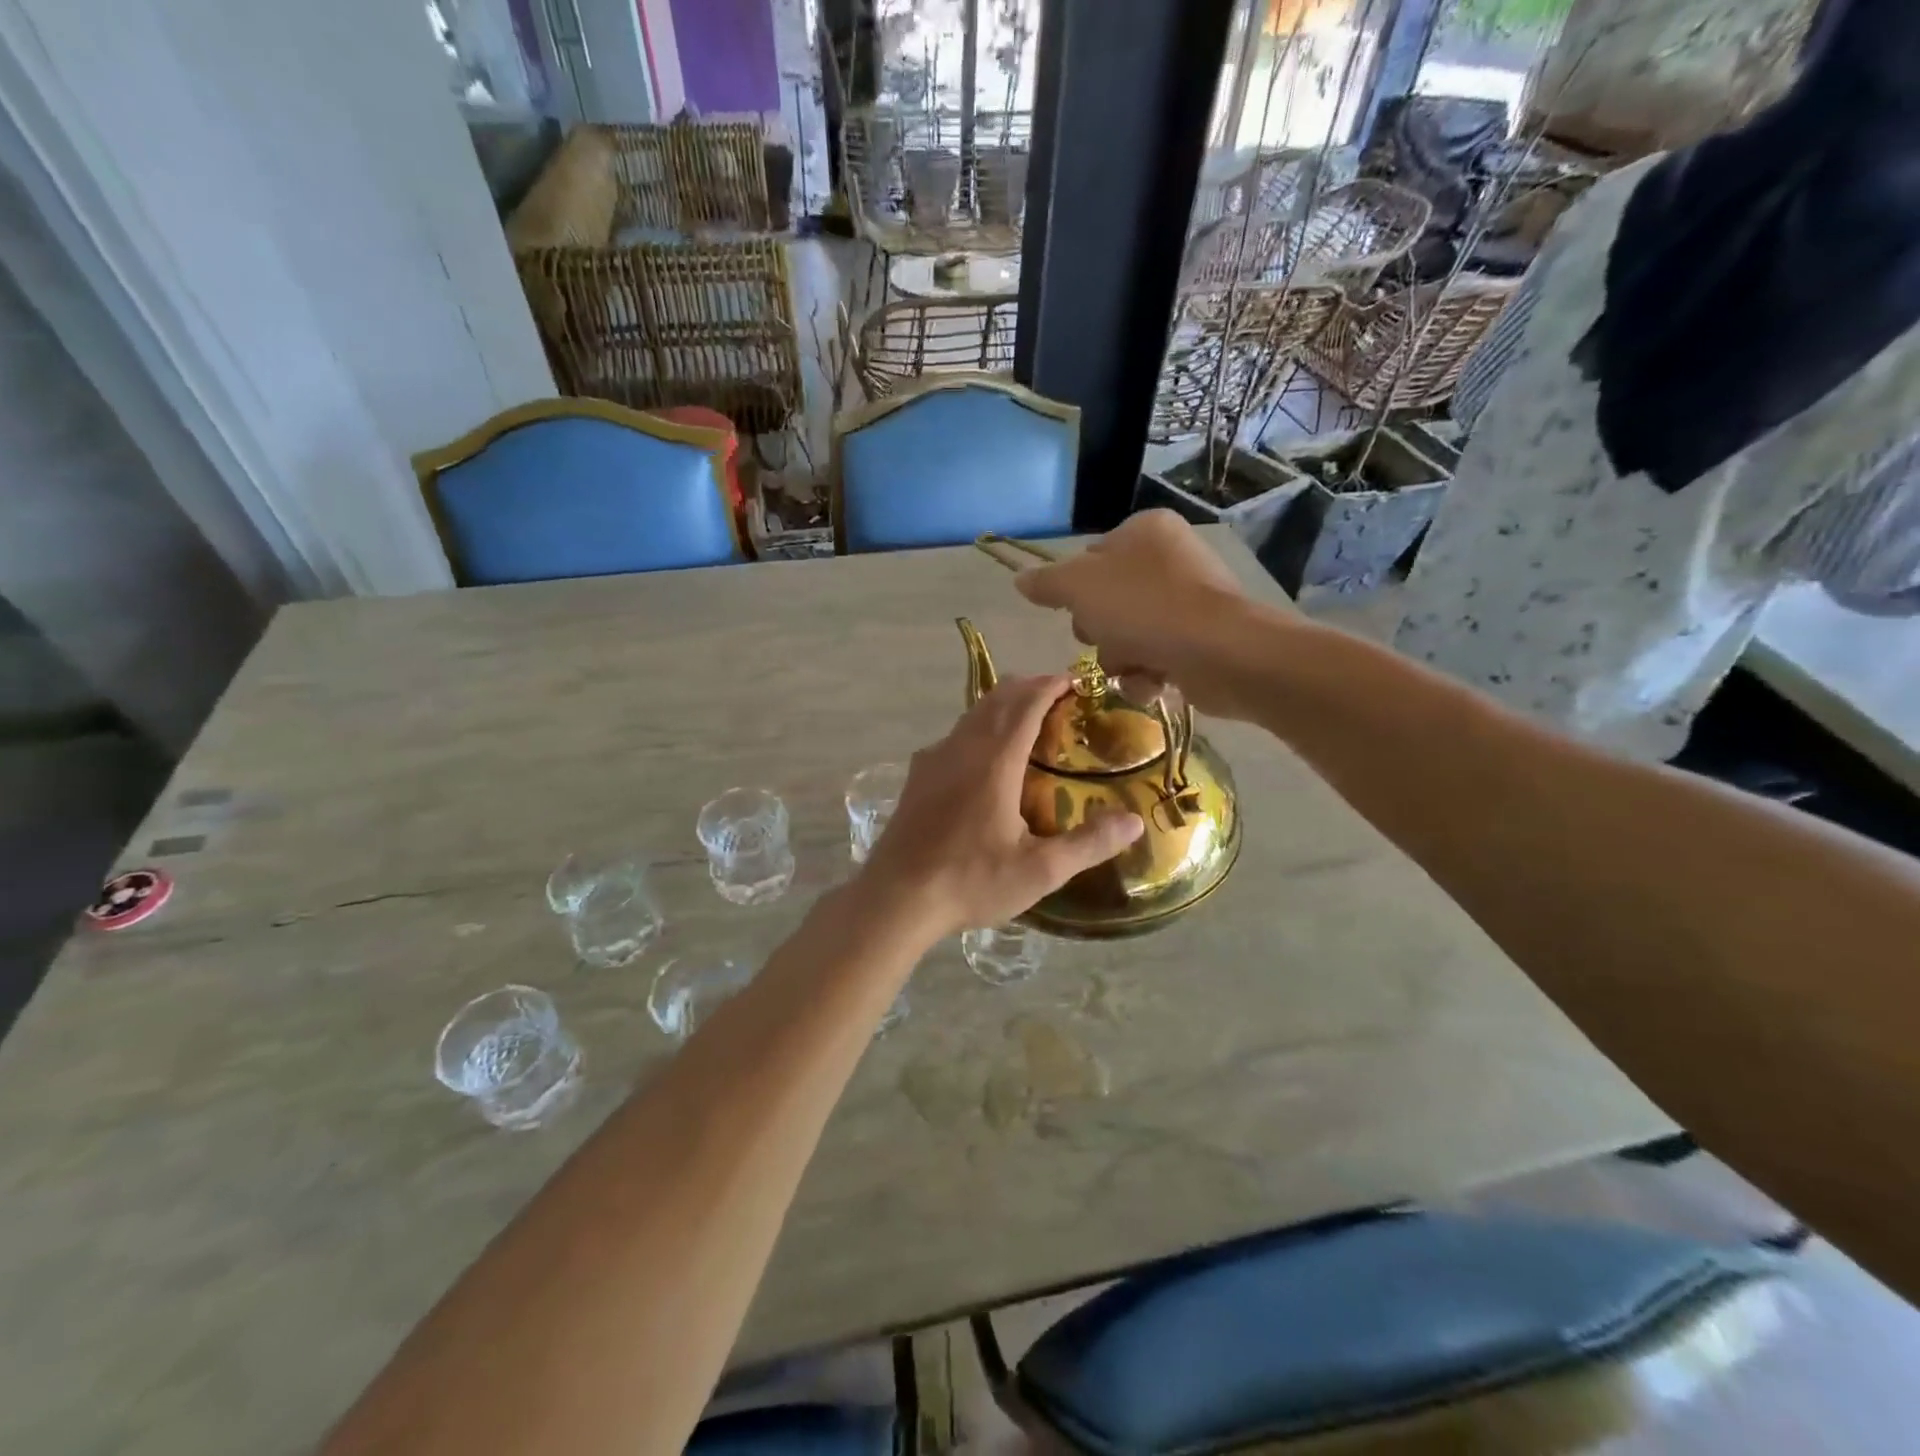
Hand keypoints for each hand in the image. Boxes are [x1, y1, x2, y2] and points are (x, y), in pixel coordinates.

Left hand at [859, 675, 1144, 941]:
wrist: (896, 898)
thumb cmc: (971, 882)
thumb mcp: (1039, 871)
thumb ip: (1088, 844)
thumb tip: (1134, 821)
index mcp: (994, 761)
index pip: (1026, 704)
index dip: (1051, 685)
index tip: (1074, 680)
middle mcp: (962, 748)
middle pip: (996, 699)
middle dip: (1027, 688)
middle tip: (1056, 694)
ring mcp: (933, 760)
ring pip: (971, 715)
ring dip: (1000, 706)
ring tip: (1025, 718)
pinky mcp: (917, 777)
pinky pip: (953, 736)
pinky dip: (978, 728)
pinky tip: (982, 756)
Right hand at [1014, 511, 1265, 718]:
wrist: (1219, 652)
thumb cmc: (1144, 607)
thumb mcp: (1079, 587)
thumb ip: (1046, 583)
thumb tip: (1020, 580)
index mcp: (1146, 531)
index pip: (1092, 557)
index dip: (1076, 590)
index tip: (1075, 610)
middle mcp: (1171, 559)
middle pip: (1108, 601)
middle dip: (1100, 631)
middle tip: (1104, 637)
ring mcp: (1190, 601)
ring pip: (1128, 635)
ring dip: (1121, 658)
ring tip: (1135, 665)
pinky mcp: (1202, 640)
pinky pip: (1156, 657)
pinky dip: (1148, 674)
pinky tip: (1154, 681)